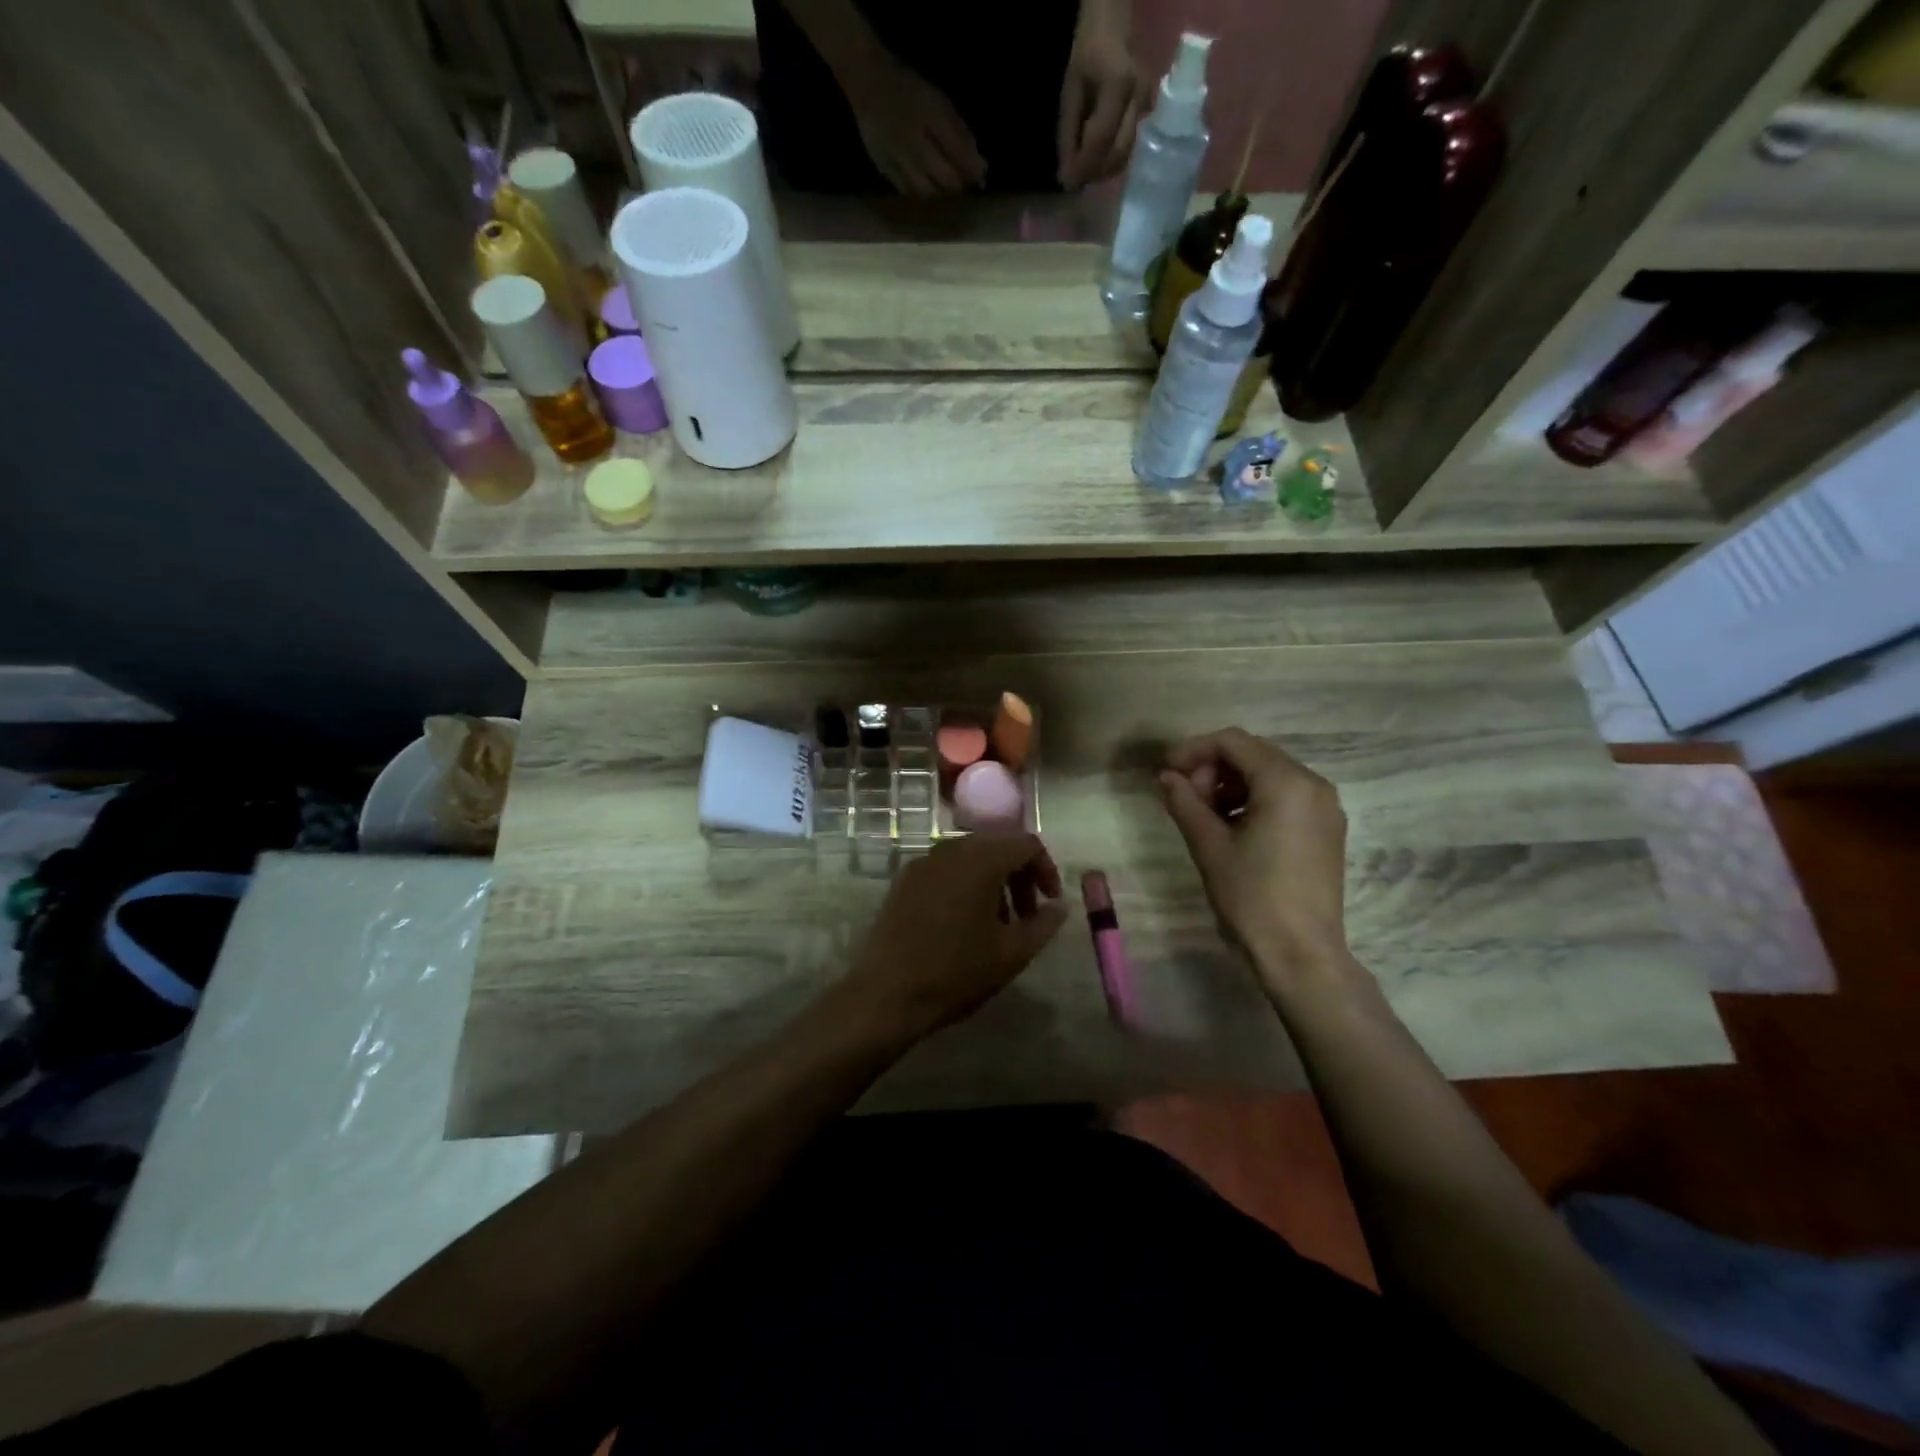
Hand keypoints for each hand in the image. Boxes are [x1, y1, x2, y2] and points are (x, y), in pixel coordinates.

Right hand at [843, 52, 986, 196]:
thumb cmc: (910, 90)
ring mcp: (899, 160)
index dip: (973, 172)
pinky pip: (908, 192)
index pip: (961, 157)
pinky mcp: (885, 170)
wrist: (869, 84)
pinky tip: (924, 185)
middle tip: (960, 180)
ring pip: (928, 192)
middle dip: (957, 184)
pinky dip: (920, 193)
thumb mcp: (940, 103)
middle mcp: (916, 144)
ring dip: (939, 193)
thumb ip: (961, 134)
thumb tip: (981, 168)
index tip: (980, 177)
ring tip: (942, 184)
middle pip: (946, 181)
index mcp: (932, 119)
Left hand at [843, 832, 1067, 1042]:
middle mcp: (951, 849)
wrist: (887, 992)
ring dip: (993, 880)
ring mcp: (923, 862)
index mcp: (981, 859)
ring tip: (998, 923)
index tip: (1050, 903)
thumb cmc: (957, 971)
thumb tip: (1060, 906)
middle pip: (997, 845)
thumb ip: (1044, 924)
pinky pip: (946, 869)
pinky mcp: (904, 880)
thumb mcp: (1012, 953)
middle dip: (1019, 875)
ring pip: (971, 857)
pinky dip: (965, 884)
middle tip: (1028, 915)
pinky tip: (964, 923)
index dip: (1046, 870)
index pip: (1026, 843)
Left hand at [1057, 0, 1148, 188]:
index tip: (1067, 184)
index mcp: (1119, 85)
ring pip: (1125, 155)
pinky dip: (1110, 160)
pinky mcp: (1147, 114)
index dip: (1084, 167)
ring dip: (1102, 170)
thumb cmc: (1088, 55)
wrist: (1113, 29)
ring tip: (1083, 169)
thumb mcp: (1070, 92)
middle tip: (1074, 179)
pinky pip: (1128, 147)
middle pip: (1118, 153)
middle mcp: (1139, 98)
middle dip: (1094, 173)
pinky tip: (1096, 157)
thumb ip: (1068, 135)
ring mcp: (1147, 106)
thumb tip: (1067, 176)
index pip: (1101, 139)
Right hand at [1158, 729, 1353, 995]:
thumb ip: (1184, 801)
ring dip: (1232, 784)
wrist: (1300, 954)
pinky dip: (1255, 800)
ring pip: (1270, 775)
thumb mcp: (1209, 845)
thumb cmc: (1251, 896)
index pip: (1233, 742)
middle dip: (1213, 768)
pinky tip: (1232, 828)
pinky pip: (1286, 797)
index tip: (1166, 771)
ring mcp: (1326, 808)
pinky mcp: (1327, 830)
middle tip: (1184, 797)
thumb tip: (1166, 777)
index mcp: (1286, 782)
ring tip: (1204, 815)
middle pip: (1254, 754)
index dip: (1193, 750)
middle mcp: (1314, 785)